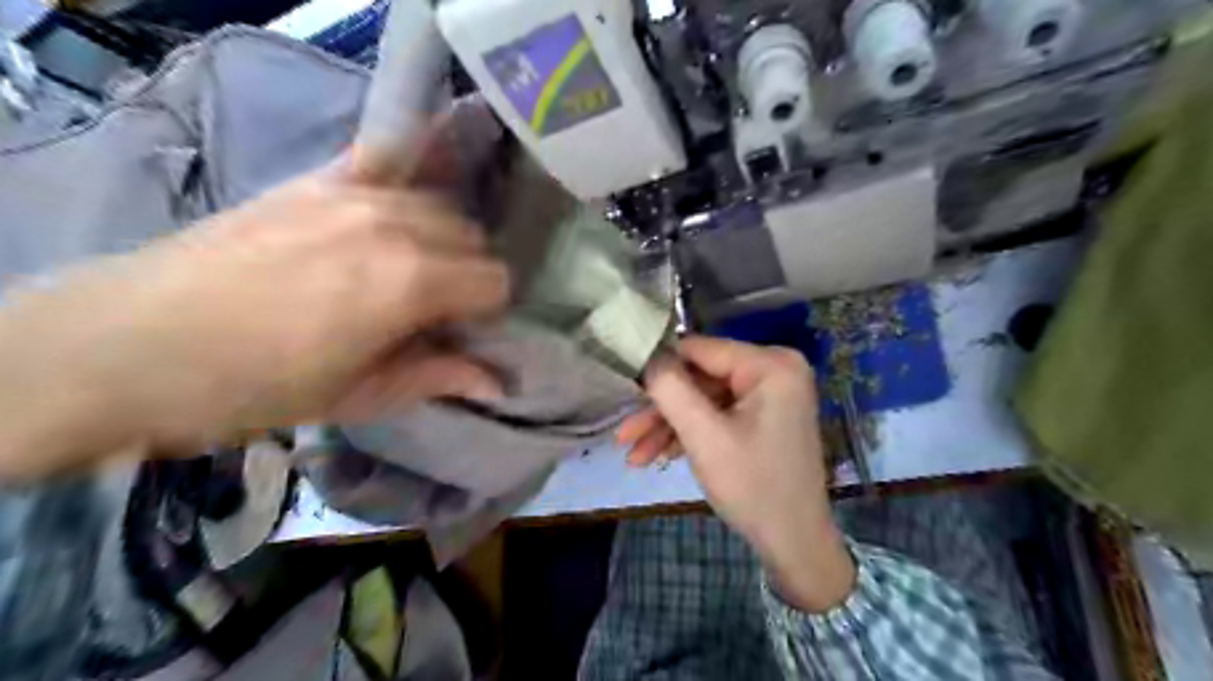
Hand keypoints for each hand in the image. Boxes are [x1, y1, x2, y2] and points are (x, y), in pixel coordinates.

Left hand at [0, 160, 507, 477]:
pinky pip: (387, 158)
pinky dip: (410, 172)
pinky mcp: (318, 179)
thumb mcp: (359, 396)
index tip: (462, 330)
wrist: (135, 343)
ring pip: (440, 203)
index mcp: (412, 283)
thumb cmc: (258, 385)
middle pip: (472, 237)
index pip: (494, 280)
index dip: (487, 310)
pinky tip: (407, 193)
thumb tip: (500, 383)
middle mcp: (396, 225)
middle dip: (468, 273)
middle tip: (437, 304)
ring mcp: (355, 193)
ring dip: (442, 235)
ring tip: (411, 263)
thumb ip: (438, 377)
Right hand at [621, 337, 856, 611]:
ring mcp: (770, 394)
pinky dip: (690, 434)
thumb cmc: (753, 487)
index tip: (624, 386)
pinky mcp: (763, 416)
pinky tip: (658, 456)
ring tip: (633, 455)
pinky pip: (719, 415)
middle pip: (700, 378)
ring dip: (670, 426)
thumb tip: (646, 355)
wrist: (795, 545)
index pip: (700, 349)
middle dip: (661, 410)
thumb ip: (670, 389)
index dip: (659, 366)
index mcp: (770, 364)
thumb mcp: (704, 436)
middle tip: (624, 435)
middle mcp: (774, 369)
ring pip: (705, 400)